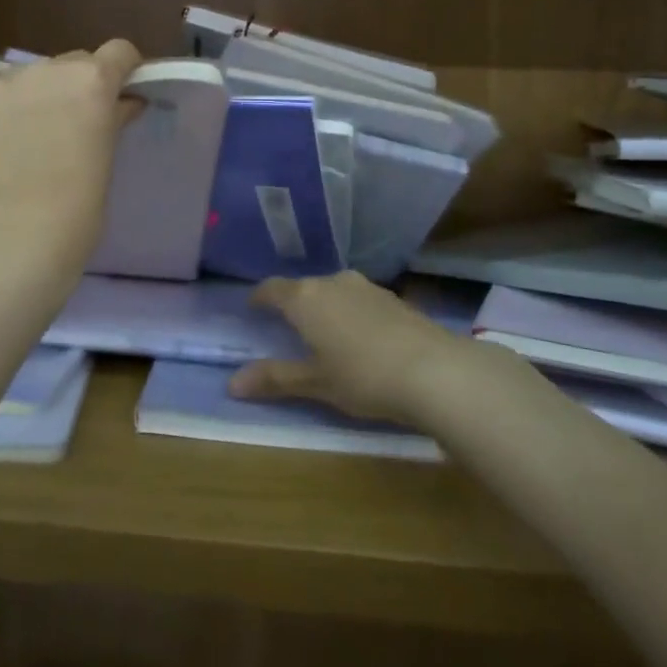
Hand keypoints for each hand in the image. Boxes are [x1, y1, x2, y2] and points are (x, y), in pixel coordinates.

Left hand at [0, 40, 142, 287]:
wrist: (12, 243)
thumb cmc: (77, 210)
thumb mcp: (106, 159)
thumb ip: (115, 118)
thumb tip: (125, 101)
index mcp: (92, 81)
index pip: (119, 52)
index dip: (124, 70)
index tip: (121, 93)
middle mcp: (48, 69)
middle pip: (74, 62)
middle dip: (79, 85)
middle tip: (74, 123)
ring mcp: (4, 81)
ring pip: (32, 73)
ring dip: (39, 92)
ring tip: (30, 132)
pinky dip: (2, 99)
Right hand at [229, 272, 468, 425]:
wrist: (435, 370)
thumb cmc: (363, 376)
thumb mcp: (316, 383)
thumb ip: (275, 379)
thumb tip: (232, 383)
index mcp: (305, 298)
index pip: (272, 288)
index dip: (260, 298)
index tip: (253, 308)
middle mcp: (331, 282)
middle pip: (303, 288)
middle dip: (294, 304)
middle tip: (288, 328)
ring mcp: (365, 286)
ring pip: (333, 291)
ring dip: (325, 307)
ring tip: (326, 333)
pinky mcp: (393, 297)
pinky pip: (359, 300)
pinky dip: (351, 313)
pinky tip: (362, 337)